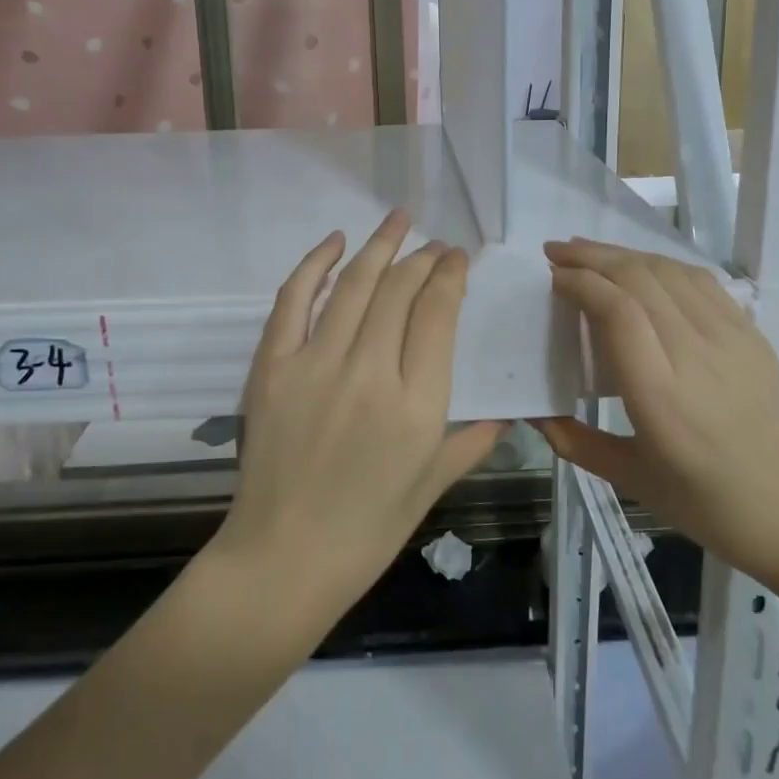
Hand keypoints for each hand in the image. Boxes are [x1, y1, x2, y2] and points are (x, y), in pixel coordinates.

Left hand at [214, 211, 504, 618]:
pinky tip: (336, 242)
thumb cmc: (367, 531)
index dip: (450, 275)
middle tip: (434, 242)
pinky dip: (315, 265)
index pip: (438, 314)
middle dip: (422, 257)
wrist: (283, 559)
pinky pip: (294, 300)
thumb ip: (472, 442)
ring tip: (398, 218)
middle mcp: (369, 372)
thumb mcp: (431, 488)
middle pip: (400, 290)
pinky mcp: (272, 367)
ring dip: (380, 245)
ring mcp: (315, 365)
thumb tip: (507, 413)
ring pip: (355, 285)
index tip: (456, 258)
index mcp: (417, 405)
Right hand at [533, 238, 778, 587]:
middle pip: (640, 279)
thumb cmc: (709, 505)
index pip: (617, 310)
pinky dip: (662, 264)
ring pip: (670, 271)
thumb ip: (575, 441)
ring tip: (590, 253)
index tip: (552, 276)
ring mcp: (730, 338)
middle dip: (593, 257)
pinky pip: (701, 281)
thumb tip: (531, 412)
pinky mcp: (751, 334)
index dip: (581, 282)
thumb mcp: (631, 480)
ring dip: (624, 254)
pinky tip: (642, 268)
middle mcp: (695, 354)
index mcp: (660, 395)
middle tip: (556, 251)